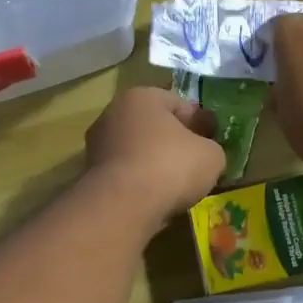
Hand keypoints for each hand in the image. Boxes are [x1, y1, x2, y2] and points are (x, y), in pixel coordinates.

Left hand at [83, 86, 225, 227]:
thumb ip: (212, 148)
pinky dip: (139, 183)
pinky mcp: (90, 174)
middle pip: (154, 126)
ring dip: (154, 164)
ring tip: (176, 186)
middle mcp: (113, 113)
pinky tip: (155, 198)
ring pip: (137, 151)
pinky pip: (125, 174)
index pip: (178, 103)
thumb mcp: (211, 156)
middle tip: (195, 163)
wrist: (122, 206)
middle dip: (174, 142)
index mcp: (142, 97)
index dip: (199, 122)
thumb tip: (205, 152)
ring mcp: (97, 145)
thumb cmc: (170, 166)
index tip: (212, 141)